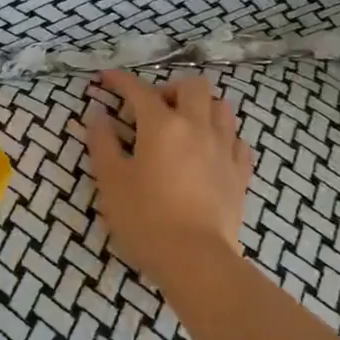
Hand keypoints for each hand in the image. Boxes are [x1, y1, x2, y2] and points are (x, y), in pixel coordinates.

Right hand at [83, 69, 251, 289]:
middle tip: (152, 110)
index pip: (139, 90)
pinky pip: (237, 140)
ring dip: (201, 108)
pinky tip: (209, 152)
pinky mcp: (240, 173)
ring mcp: (224, 149)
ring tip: (184, 127)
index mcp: (162, 125)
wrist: (196, 260)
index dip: (120, 80)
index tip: (105, 79)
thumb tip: (98, 115)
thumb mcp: (111, 180)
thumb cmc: (145, 218)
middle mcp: (197, 127)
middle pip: (193, 86)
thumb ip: (102, 143)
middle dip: (170, 89)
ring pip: (222, 107)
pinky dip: (222, 137)